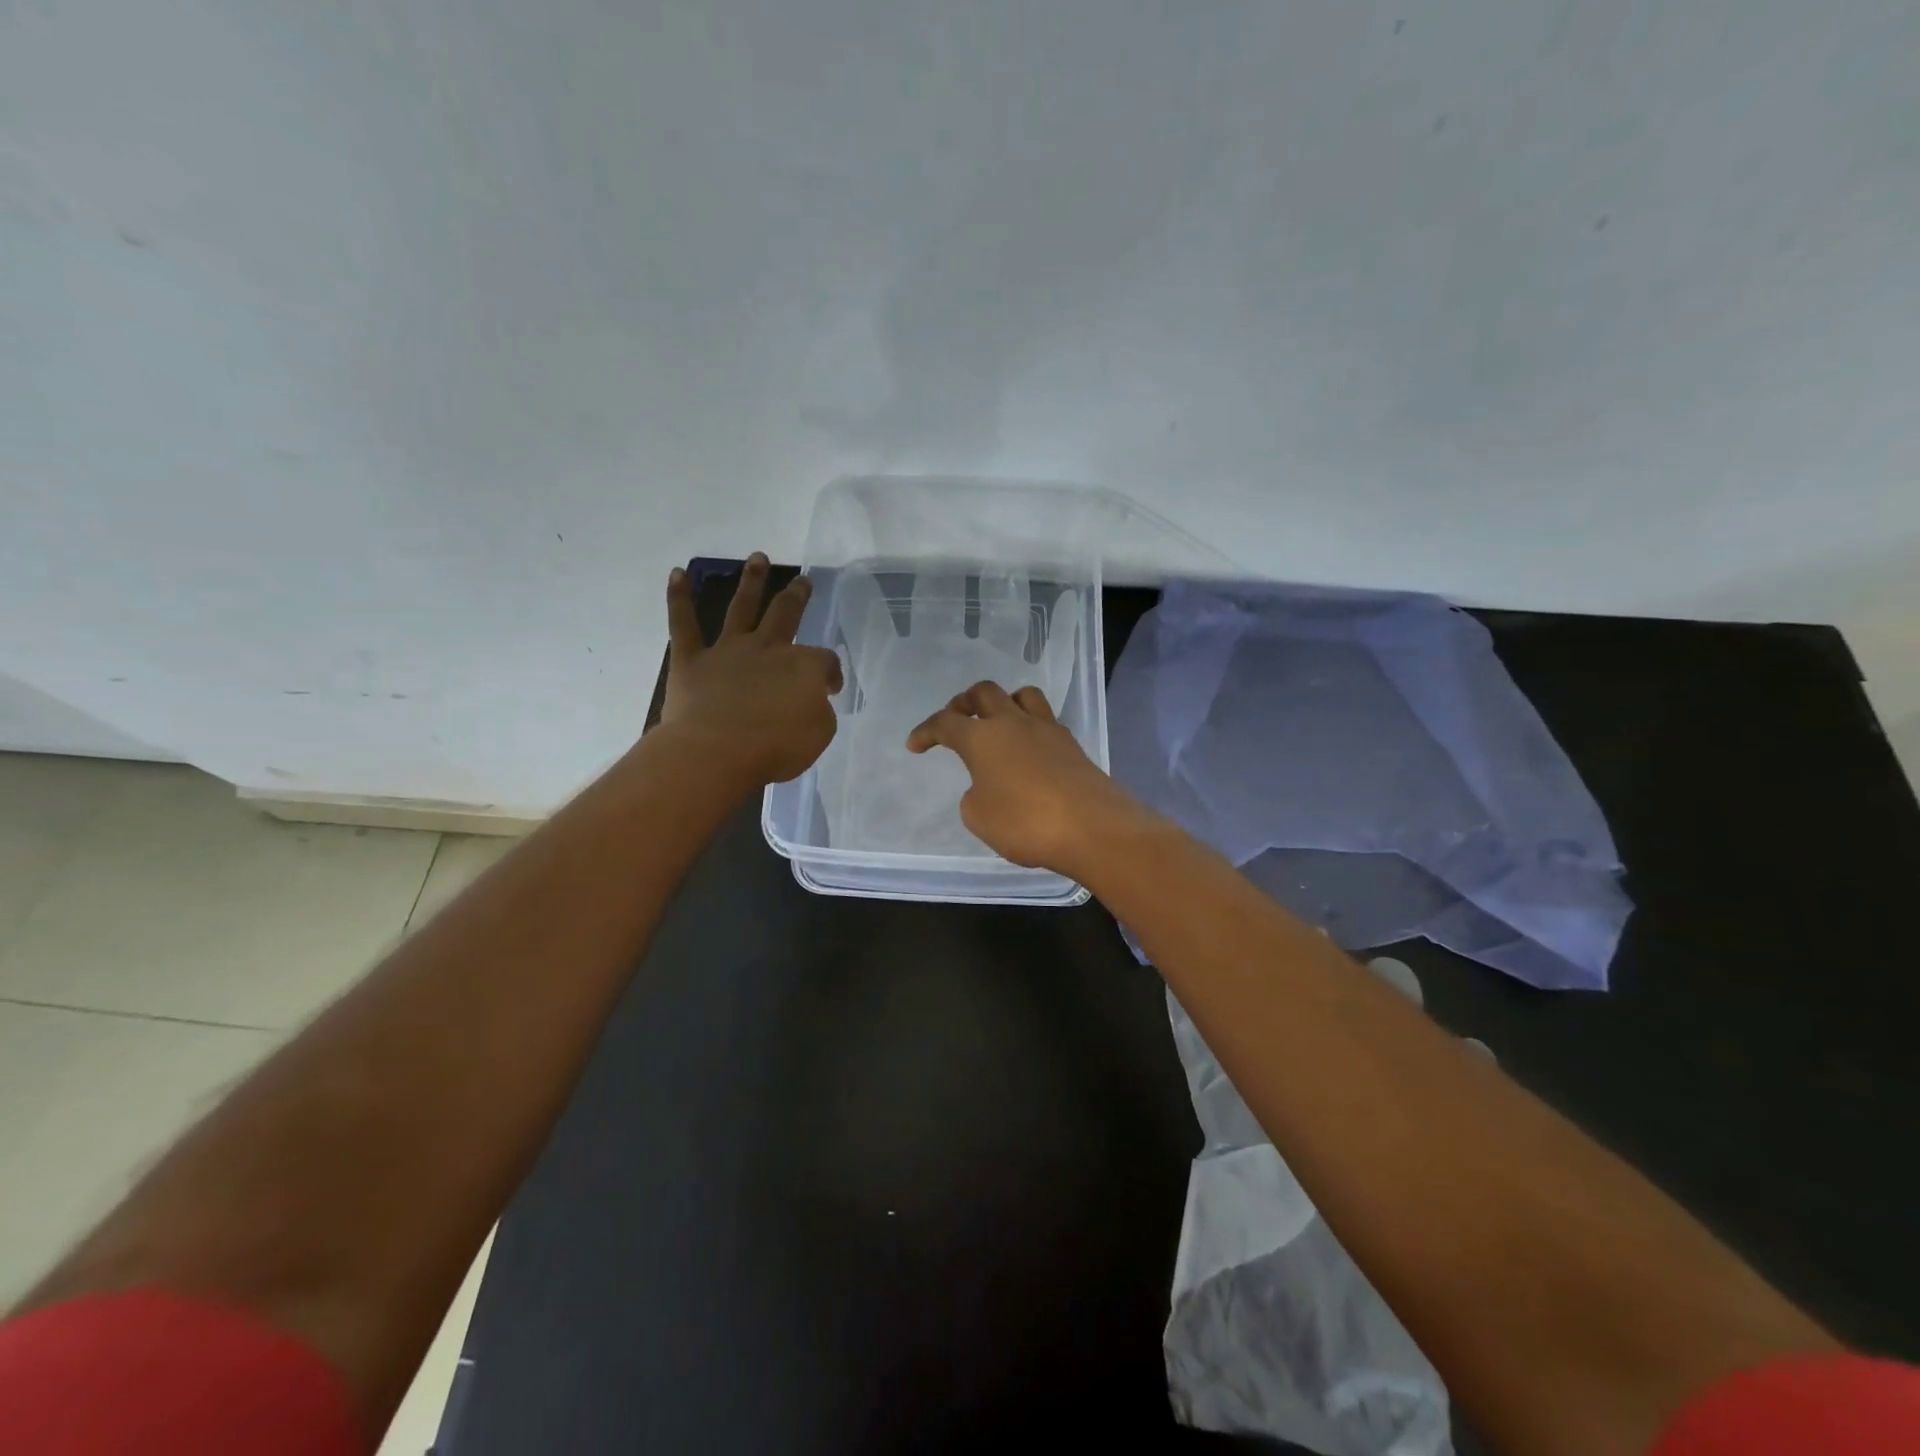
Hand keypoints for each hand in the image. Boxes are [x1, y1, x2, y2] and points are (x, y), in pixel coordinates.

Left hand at [662, 553, 843, 785]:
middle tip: (802, 580)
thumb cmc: (775, 747)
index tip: (830, 689)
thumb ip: (819, 711)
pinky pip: (683, 623)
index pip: (825, 661)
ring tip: (757, 558)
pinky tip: (677, 574)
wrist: (716, 752)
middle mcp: (767, 648)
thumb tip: (813, 699)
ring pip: (742, 607)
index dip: (831, 673)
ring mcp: (728, 650)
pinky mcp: (691, 660)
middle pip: (786, 614)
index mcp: (803, 666)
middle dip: (796, 596)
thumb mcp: (818, 734)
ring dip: (751, 581)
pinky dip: (679, 597)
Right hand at [906, 680, 1155, 877]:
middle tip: (956, 719)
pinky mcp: (1072, 746)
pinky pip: (1045, 721)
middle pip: (984, 693)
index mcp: (982, 737)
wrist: (1093, 828)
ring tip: (997, 722)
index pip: (945, 723)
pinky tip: (1028, 751)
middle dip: (964, 702)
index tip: (915, 745)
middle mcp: (1013, 723)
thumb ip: (974, 795)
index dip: (926, 731)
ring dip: (1003, 702)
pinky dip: (1029, 727)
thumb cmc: (1025, 823)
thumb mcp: (979, 817)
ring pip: (1022, 695)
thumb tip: (987, 785)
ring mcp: (1047, 730)